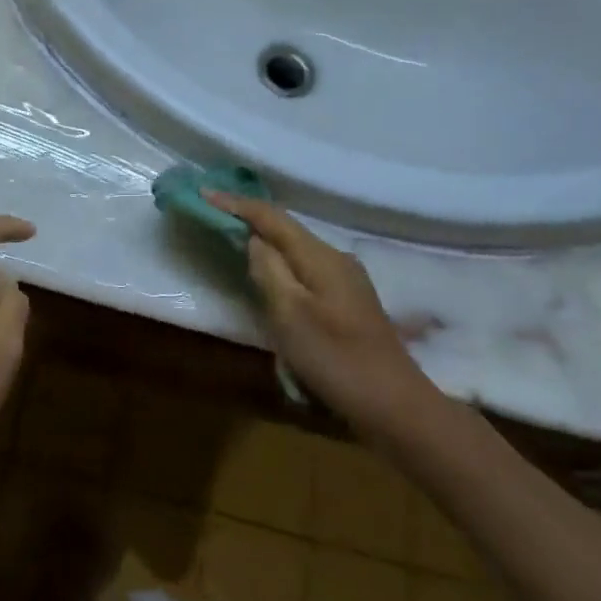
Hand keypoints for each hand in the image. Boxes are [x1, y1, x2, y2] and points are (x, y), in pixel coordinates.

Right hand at [208, 192, 442, 437]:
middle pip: (286, 230)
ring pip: (297, 251)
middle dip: (251, 219)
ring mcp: (348, 282)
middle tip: (216, 214)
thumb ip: (268, 271)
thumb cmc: (336, 359)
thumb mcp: (290, 315)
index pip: (272, 217)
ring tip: (236, 242)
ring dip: (267, 244)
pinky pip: (307, 270)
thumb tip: (255, 241)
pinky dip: (283, 266)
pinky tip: (273, 280)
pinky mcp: (350, 304)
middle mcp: (336, 259)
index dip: (236, 203)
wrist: (396, 408)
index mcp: (321, 257)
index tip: (204, 193)